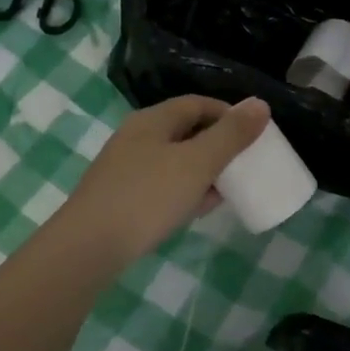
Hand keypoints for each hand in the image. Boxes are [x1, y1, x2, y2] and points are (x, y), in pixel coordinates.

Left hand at [59, 96, 270, 265]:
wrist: (89, 246)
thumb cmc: (147, 197)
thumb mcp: (197, 163)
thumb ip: (230, 135)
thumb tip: (260, 105)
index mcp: (152, 120)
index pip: (197, 104)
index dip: (228, 114)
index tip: (255, 135)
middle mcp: (136, 137)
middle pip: (185, 131)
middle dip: (218, 145)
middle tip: (244, 165)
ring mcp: (126, 168)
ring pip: (174, 160)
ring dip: (203, 171)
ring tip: (227, 190)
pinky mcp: (121, 197)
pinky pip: (162, 185)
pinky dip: (184, 191)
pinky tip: (197, 210)